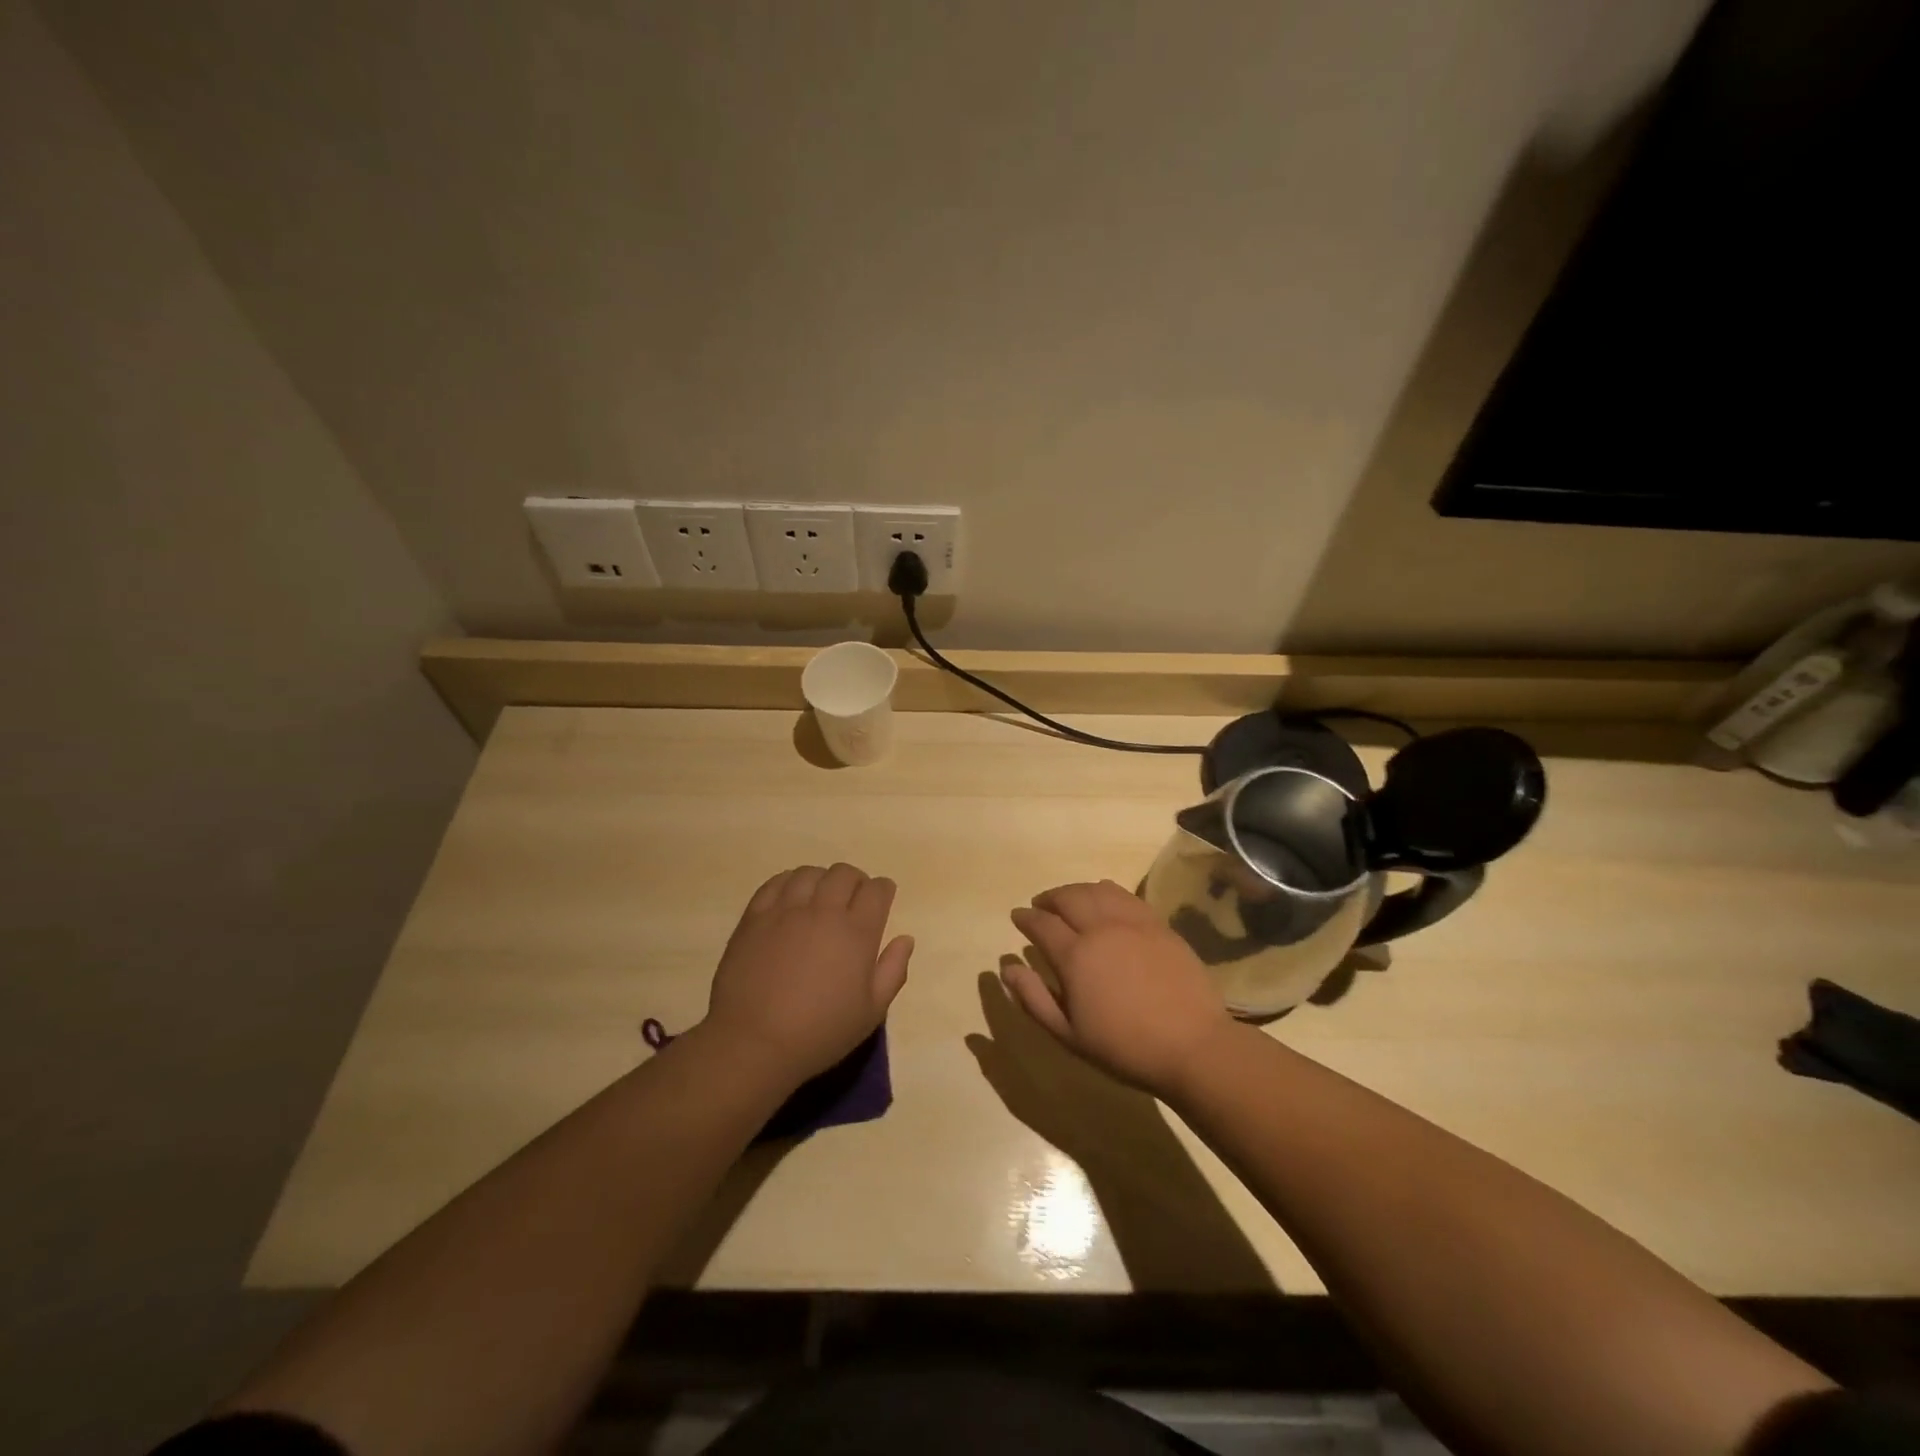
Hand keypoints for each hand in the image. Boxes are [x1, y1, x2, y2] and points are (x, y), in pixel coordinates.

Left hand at [705, 863, 912, 1083]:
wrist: (754, 1043)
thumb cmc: (820, 1033)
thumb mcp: (871, 1012)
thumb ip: (893, 970)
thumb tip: (905, 939)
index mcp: (857, 932)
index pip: (877, 890)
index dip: (883, 890)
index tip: (881, 900)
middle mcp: (824, 911)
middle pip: (844, 874)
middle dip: (855, 881)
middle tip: (852, 900)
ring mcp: (786, 910)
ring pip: (810, 873)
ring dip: (822, 880)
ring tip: (820, 897)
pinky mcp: (755, 916)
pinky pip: (776, 882)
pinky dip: (789, 882)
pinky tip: (790, 897)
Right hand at [1008, 880, 1233, 1096]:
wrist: (1193, 1046)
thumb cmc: (1124, 1047)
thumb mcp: (1069, 1034)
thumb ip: (1034, 999)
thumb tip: (1007, 968)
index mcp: (1075, 955)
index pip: (1041, 924)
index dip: (1026, 918)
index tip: (1017, 916)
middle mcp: (1101, 928)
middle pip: (1068, 897)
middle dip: (1049, 898)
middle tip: (1040, 904)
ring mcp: (1134, 923)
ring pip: (1098, 890)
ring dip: (1077, 890)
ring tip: (1070, 899)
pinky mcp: (1159, 925)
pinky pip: (1126, 896)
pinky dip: (1107, 892)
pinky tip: (1106, 901)